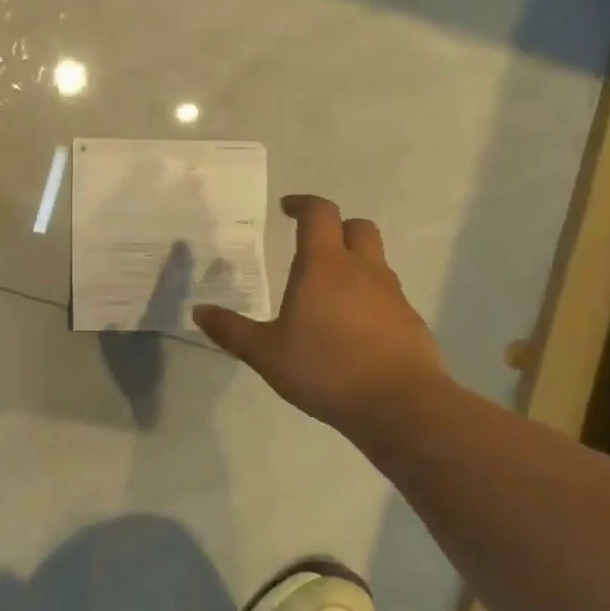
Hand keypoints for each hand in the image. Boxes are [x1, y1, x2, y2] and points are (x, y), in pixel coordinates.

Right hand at [195, 195, 448, 431]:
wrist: (401, 405)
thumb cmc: (326, 368)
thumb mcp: (265, 353)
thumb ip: (231, 330)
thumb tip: (199, 311)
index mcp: (324, 266)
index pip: (319, 214)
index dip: (302, 204)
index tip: (286, 209)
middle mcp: (362, 271)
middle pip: (357, 227)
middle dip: (335, 227)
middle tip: (312, 245)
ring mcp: (392, 295)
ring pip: (376, 261)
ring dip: (354, 263)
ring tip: (328, 292)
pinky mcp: (411, 322)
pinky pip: (388, 296)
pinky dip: (369, 298)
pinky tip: (352, 329)